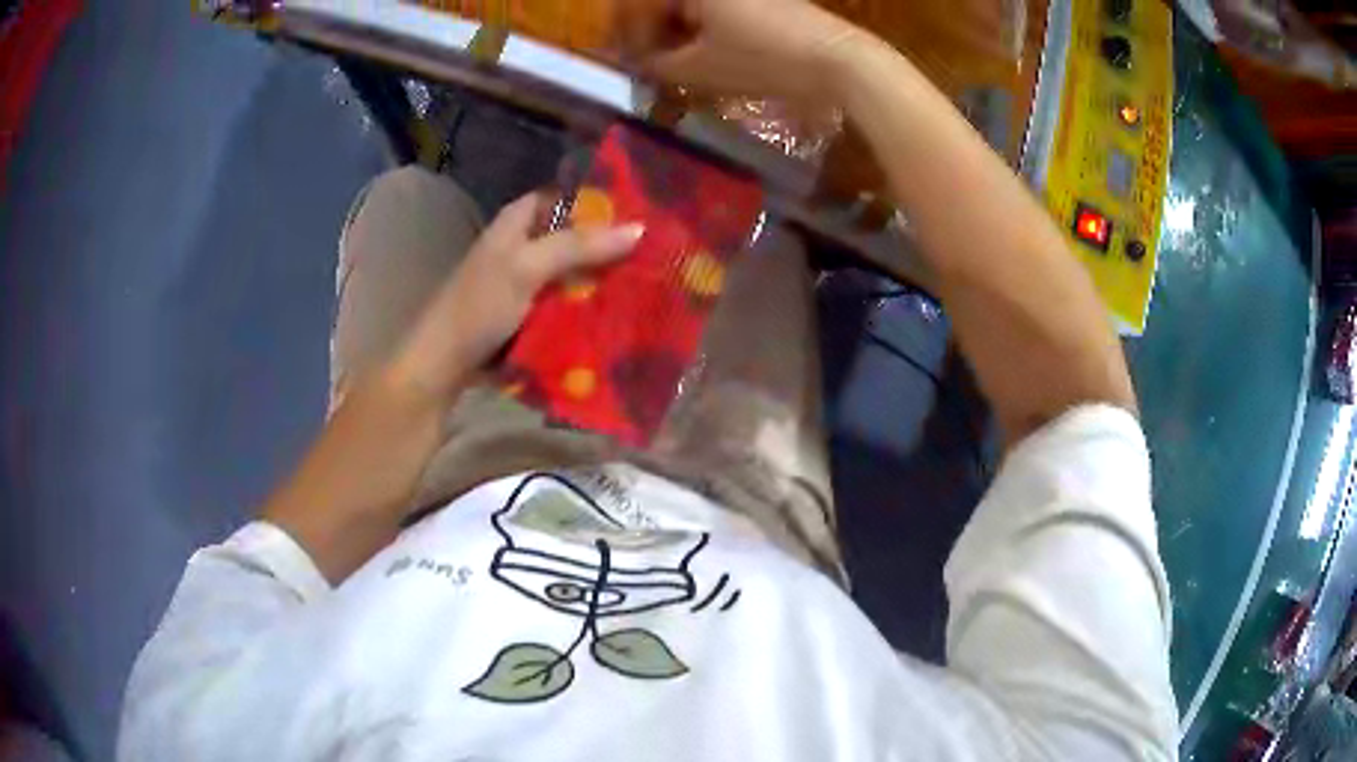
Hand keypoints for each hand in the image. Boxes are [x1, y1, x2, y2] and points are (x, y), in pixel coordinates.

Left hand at [388, 192, 642, 402]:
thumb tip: (638, 228)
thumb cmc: (478, 306)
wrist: (444, 365)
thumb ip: (578, 246)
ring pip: (572, 271)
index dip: (597, 201)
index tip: (640, 210)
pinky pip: (566, 302)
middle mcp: (522, 246)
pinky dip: (587, 305)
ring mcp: (525, 282)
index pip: (563, 197)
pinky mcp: (529, 314)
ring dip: (601, 277)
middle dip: (607, 244)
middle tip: (655, 252)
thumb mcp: (527, 268)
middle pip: (572, 236)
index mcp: (516, 222)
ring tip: (648, 281)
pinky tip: (618, 312)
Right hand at [636, 0, 866, 103]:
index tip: (627, 65)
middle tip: (649, 67)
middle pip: (666, 4)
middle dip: (652, 35)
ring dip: (678, 35)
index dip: (629, 36)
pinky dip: (706, 31)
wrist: (836, 60)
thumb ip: (656, 66)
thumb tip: (636, 65)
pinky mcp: (765, 0)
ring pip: (693, 8)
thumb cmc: (761, 59)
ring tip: (677, 67)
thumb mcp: (698, 68)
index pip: (640, 6)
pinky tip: (709, 56)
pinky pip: (720, 11)